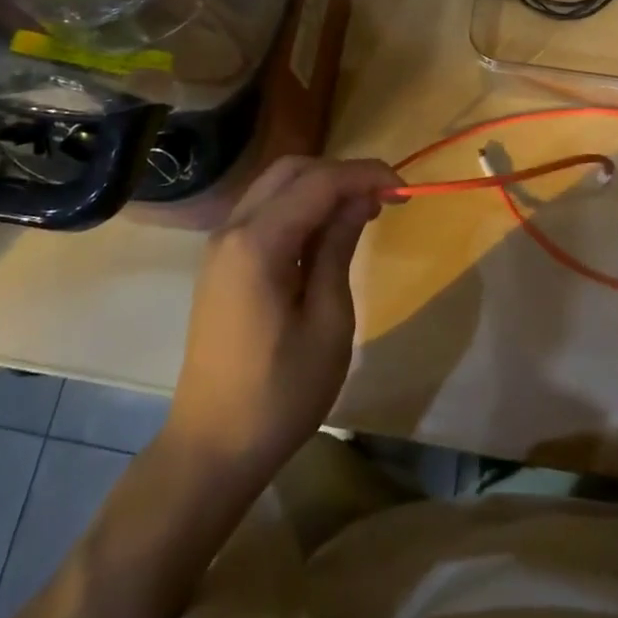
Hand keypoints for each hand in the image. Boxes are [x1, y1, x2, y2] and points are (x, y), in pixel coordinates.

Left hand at [163, 156, 399, 483]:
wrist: (213, 448)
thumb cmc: (280, 393)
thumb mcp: (328, 322)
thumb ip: (339, 248)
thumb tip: (360, 199)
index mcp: (257, 243)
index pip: (319, 181)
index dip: (365, 175)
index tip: (405, 190)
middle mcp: (232, 229)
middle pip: (292, 170)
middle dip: (342, 173)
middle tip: (384, 198)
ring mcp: (221, 245)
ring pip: (275, 185)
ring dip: (321, 186)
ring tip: (363, 211)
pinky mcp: (222, 262)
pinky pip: (264, 211)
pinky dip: (300, 206)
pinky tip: (327, 232)